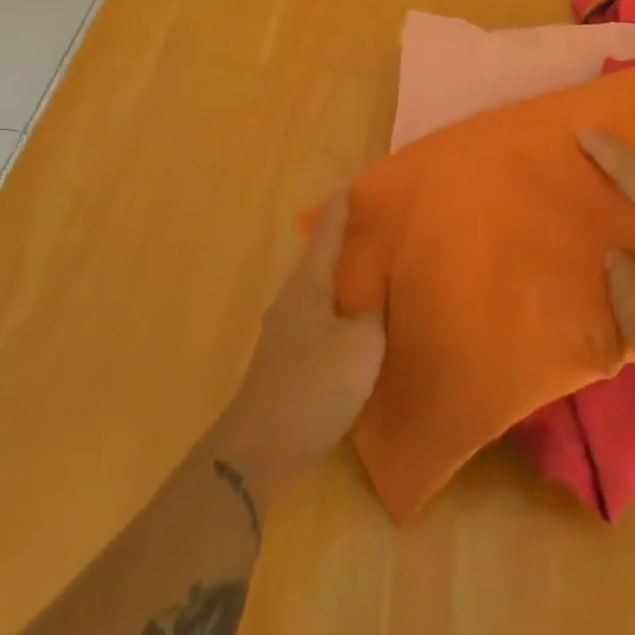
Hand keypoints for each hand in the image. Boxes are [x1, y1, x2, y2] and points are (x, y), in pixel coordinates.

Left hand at [211, 192, 384, 497]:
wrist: (260, 448)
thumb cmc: (315, 383)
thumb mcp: (362, 345)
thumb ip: (373, 314)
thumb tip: (374, 298)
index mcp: (309, 285)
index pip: (327, 235)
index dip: (341, 210)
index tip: (350, 186)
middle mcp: (291, 301)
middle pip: (320, 264)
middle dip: (344, 249)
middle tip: (373, 235)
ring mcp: (283, 333)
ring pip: (318, 296)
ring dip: (341, 287)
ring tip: (370, 283)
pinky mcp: (283, 363)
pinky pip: (316, 324)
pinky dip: (336, 317)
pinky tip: (352, 332)